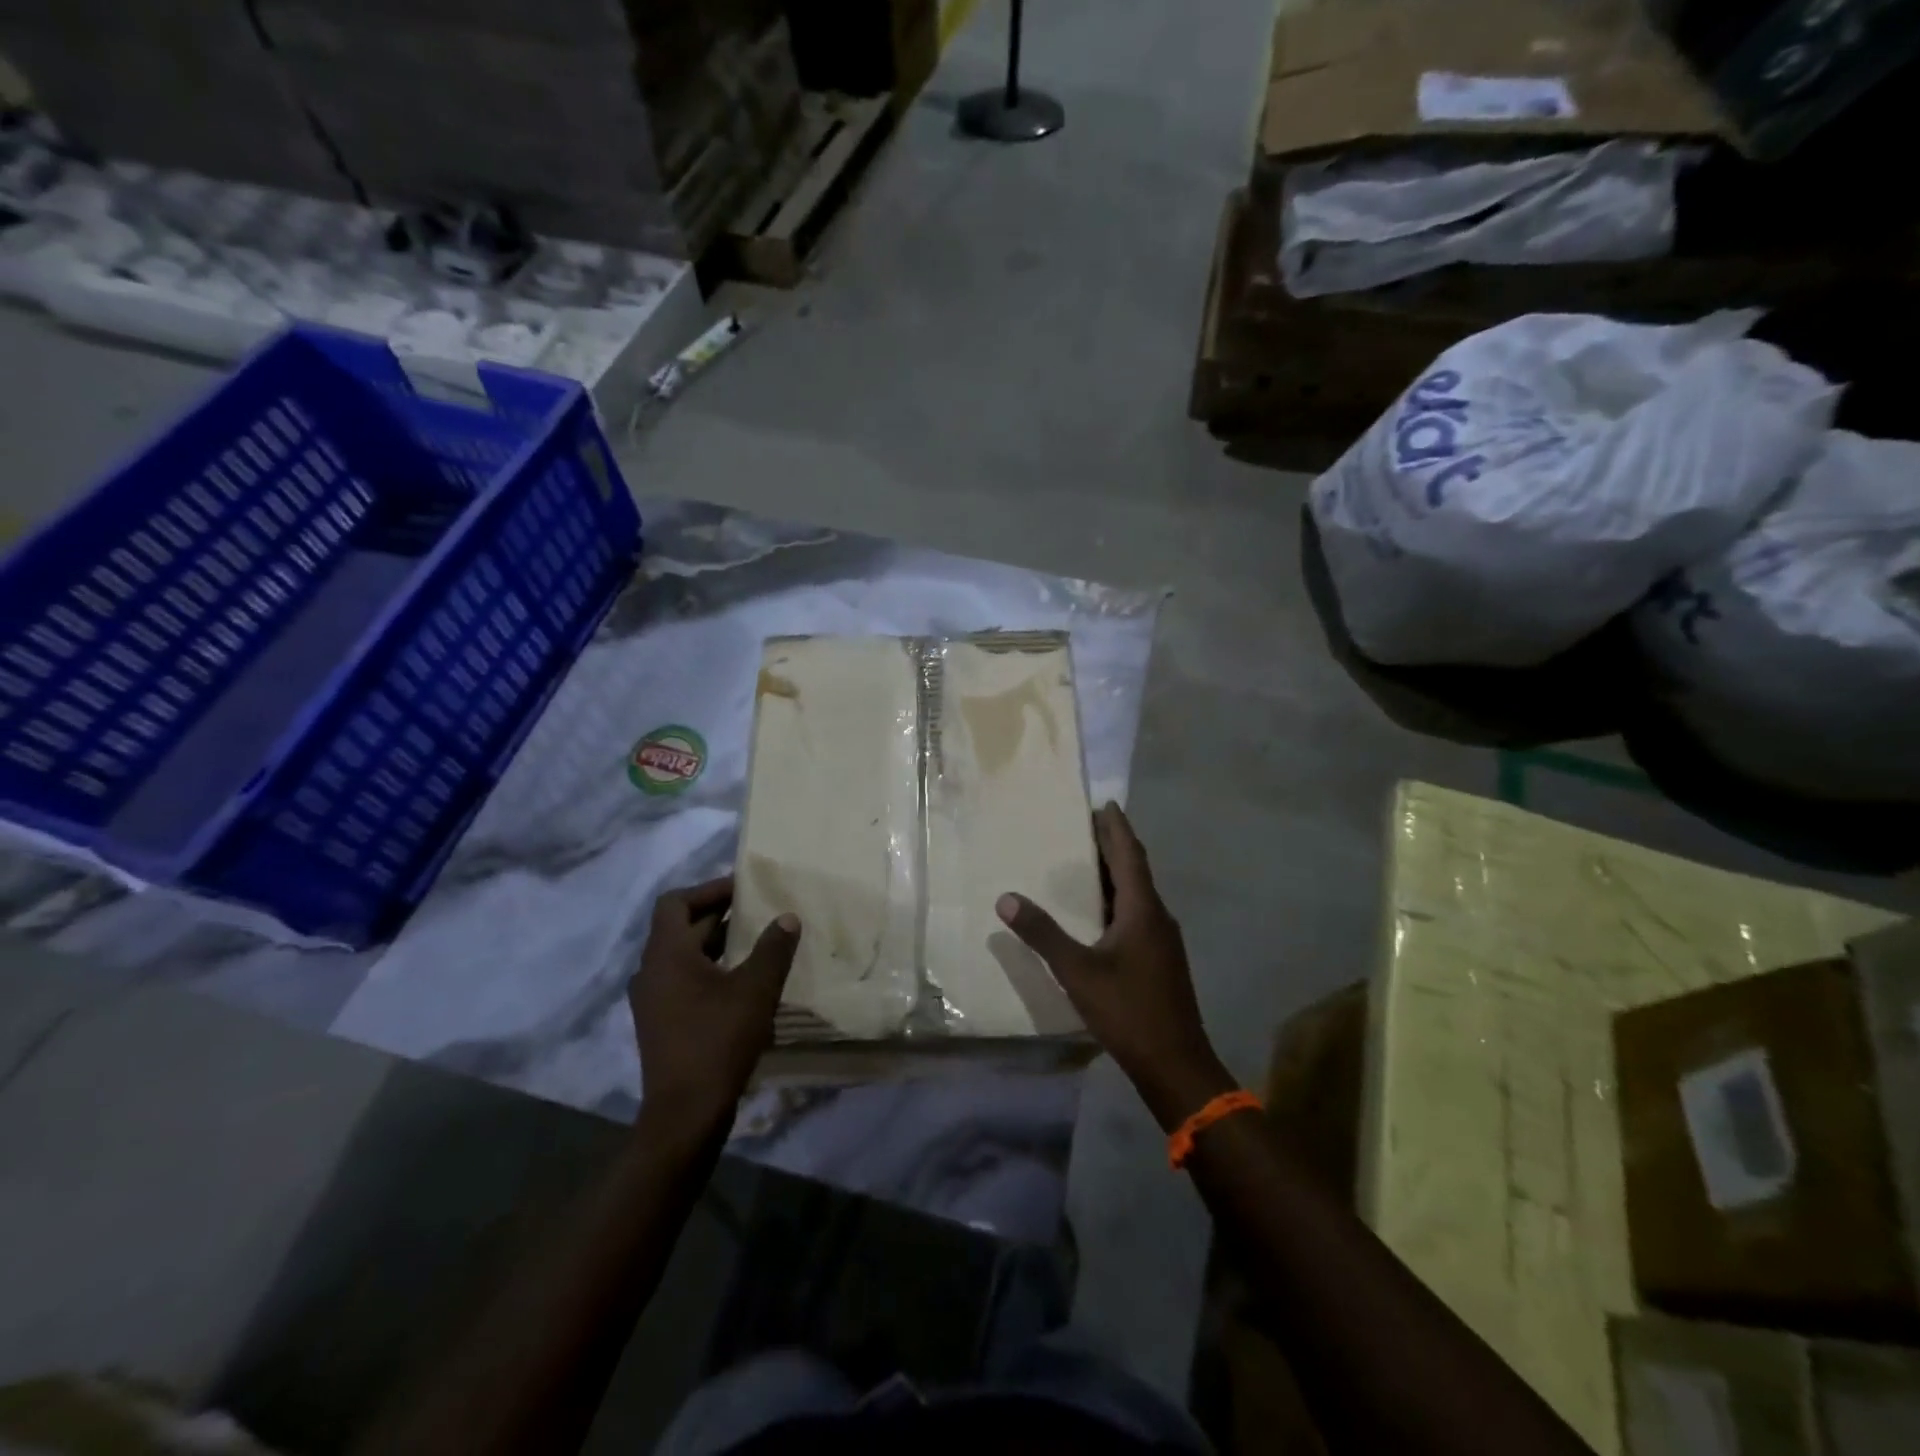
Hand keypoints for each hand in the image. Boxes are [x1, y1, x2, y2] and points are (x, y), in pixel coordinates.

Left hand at [629, 877, 799, 1140]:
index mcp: (666, 955)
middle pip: (680, 928)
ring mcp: (652, 1001)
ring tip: (756, 942)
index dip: (709, 890)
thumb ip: (773, 948)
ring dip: (716, 943)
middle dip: (719, 915)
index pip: (676, 902)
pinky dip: (710, 969)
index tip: (743, 889)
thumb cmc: (718, 1041)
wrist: (685, 1114)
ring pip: (683, 956)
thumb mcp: (755, 989)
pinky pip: (683, 980)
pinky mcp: (661, 1024)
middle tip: (759, 910)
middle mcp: (651, 972)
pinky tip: (742, 982)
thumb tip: (787, 917)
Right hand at [997, 803, 1233, 1130]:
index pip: (1130, 854)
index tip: (1103, 803)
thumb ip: (1043, 934)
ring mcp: (1163, 940)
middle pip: (1136, 870)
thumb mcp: (1077, 971)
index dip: (1116, 827)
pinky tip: (1098, 913)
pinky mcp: (1160, 960)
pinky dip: (1117, 901)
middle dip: (1113, 845)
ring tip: (1085, 862)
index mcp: (1143, 909)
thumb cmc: (1128, 1010)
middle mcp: (1158, 916)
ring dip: (1115, 874)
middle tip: (1085, 825)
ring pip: (1137, 894)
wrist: (1176, 1065)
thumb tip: (1006, 898)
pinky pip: (1137, 915)